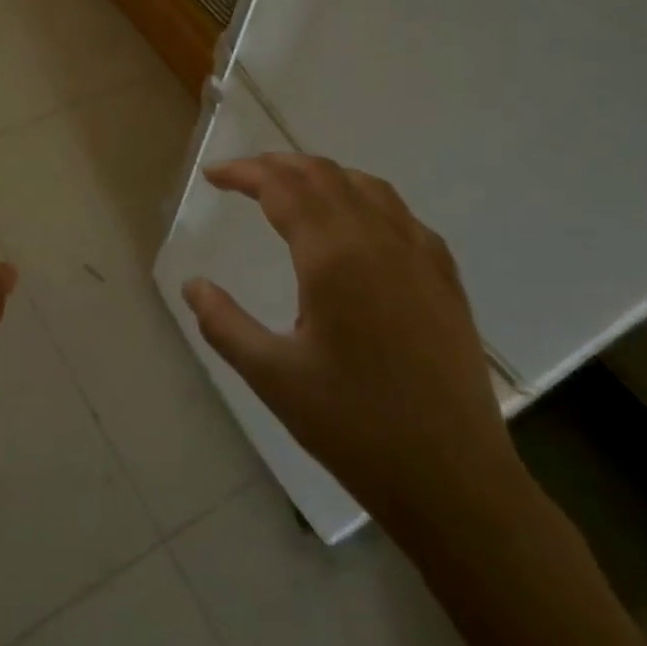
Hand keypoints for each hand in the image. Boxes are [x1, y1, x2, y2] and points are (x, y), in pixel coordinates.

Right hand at [182, 154, 521, 539]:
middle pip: (323, 174)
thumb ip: (223, 323)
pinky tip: (355, 225)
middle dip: (278, 165)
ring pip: (365, 185)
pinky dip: (363, 197)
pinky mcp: (445, 275)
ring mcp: (419, 253)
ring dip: (321, 175)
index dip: (244, 173)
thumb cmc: (354, 427)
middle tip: (243, 177)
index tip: (213, 176)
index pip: (282, 187)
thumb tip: (193, 285)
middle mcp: (378, 238)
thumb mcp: (272, 376)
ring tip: (292, 189)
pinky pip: (398, 211)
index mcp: (333, 255)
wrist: (453, 480)